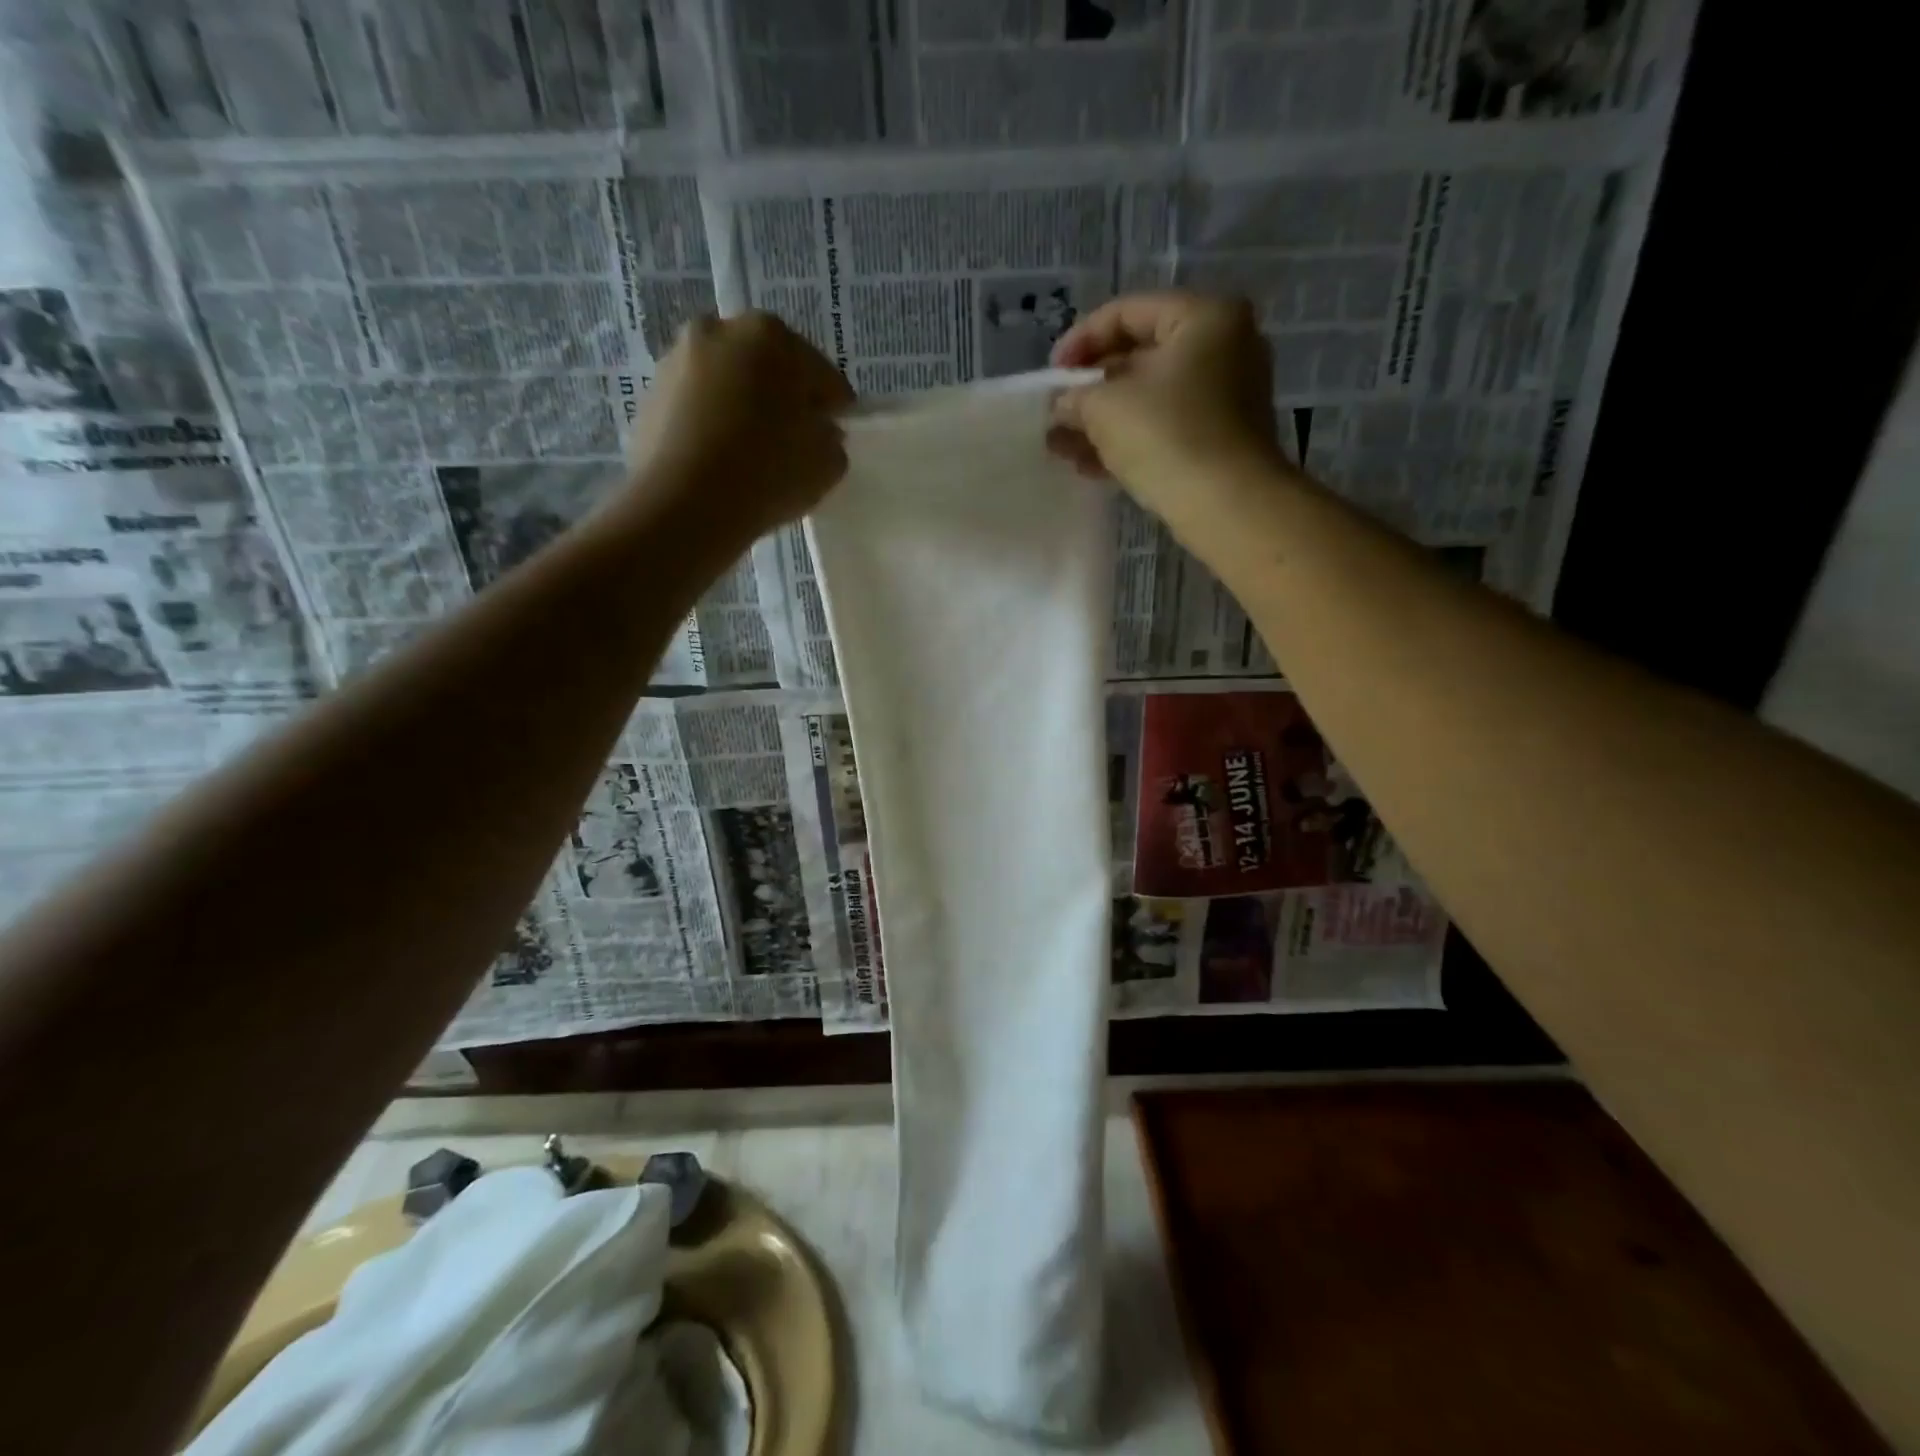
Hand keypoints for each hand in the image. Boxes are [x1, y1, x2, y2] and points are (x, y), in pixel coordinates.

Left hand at [630, 311, 852, 540]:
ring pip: (727, 385)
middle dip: (782, 400)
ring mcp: (677, 361)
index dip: (833, 407)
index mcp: (771, 336)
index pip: (820, 374)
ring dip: (743, 409)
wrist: (685, 503)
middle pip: (767, 369)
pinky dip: (711, 426)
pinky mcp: (649, 397)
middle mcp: (719, 331)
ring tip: (753, 455)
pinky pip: (696, 409)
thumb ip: (831, 439)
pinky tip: (721, 463)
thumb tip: (818, 432)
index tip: (834, 433)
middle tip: (794, 442)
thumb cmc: (768, 471)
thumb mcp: (827, 462)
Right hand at [1048, 292, 1288, 533]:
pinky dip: (1129, 441)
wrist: (1227, 506)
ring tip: (1062, 448)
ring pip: (1150, 399)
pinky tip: (1090, 466)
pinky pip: (1165, 428)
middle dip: (1090, 390)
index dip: (1080, 340)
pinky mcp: (1220, 439)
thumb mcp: (1105, 408)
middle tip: (1056, 414)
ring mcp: (1227, 396)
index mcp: (1205, 317)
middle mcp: (1224, 347)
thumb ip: (1075, 397)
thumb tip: (1061, 405)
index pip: (1128, 312)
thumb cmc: (1168, 437)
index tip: (1051, 376)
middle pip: (1140, 357)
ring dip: (1102, 422)